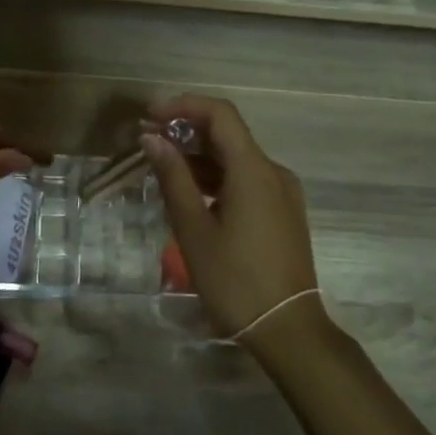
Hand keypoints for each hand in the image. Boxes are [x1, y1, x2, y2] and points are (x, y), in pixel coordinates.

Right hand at [141, 94, 320, 339]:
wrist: (287, 329)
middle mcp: (273, 172)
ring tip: (161, 170)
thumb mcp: (194, 229)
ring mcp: (282, 193)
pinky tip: (191, 194)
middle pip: (228, 134)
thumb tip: (152, 139)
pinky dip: (217, 177)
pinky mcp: (282, 212)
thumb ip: (173, 178)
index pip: (220, 114)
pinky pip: (247, 180)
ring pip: (237, 159)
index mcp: (254, 170)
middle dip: (187, 131)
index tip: (150, 115)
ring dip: (200, 157)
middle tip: (148, 142)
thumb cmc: (235, 279)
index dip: (183, 105)